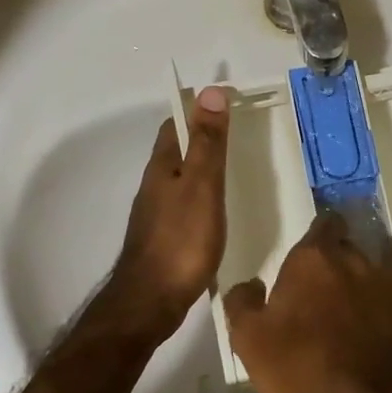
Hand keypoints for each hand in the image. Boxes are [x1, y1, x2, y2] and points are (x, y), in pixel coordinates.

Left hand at [101, 87, 229, 342]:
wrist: (151, 301)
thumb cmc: (181, 241)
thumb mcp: (202, 187)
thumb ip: (208, 143)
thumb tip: (210, 91)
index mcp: (163, 167)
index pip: (177, 124)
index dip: (199, 109)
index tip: (230, 103)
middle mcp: (155, 185)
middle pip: (178, 151)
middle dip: (203, 137)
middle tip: (240, 134)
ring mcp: (157, 214)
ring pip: (182, 178)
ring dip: (204, 168)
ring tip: (237, 169)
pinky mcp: (165, 238)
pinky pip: (186, 204)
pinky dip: (204, 197)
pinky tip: (220, 211)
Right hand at [223, 213, 391, 392]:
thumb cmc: (298, 368)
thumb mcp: (248, 338)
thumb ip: (243, 300)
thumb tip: (251, 284)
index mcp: (314, 259)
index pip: (323, 225)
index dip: (318, 236)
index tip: (310, 256)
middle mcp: (357, 261)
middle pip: (347, 251)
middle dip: (336, 267)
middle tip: (322, 299)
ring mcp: (391, 285)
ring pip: (373, 276)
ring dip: (361, 291)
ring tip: (350, 324)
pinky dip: (385, 314)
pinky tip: (375, 340)